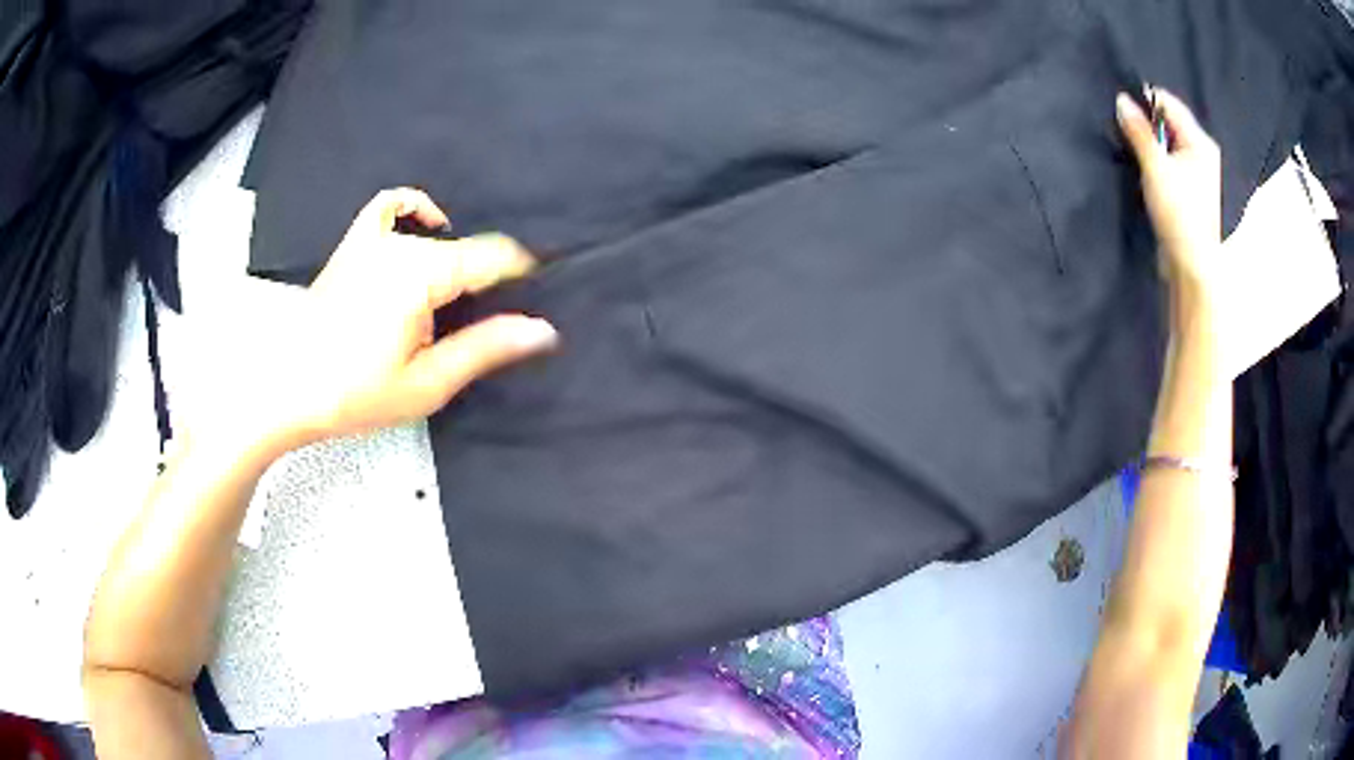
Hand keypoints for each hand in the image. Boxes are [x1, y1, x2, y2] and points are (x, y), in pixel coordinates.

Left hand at [214, 188, 556, 456]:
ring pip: (434, 234)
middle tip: (488, 322)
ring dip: (457, 255)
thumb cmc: (354, 394)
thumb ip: (485, 349)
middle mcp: (398, 245)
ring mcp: (371, 240)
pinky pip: (388, 208)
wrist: (288, 390)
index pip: (491, 257)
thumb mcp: (427, 383)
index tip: (538, 293)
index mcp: (419, 274)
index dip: (521, 273)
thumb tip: (542, 330)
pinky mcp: (353, 246)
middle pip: (464, 249)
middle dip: (487, 276)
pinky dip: (412, 209)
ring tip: (460, 294)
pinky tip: (424, 225)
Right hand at [1116, 87, 1222, 304]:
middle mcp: (1205, 155)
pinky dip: (1159, 162)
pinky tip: (1147, 170)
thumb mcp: (1155, 167)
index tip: (1123, 107)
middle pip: (1171, 124)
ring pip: (1171, 145)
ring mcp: (1201, 176)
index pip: (1170, 104)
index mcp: (1201, 143)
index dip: (1146, 101)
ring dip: (1152, 144)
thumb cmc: (1180, 215)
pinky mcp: (1194, 194)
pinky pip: (1173, 164)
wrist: (1193, 269)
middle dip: (1148, 124)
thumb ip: (1139, 131)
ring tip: (1133, 149)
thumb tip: (1121, 100)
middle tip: (1125, 129)